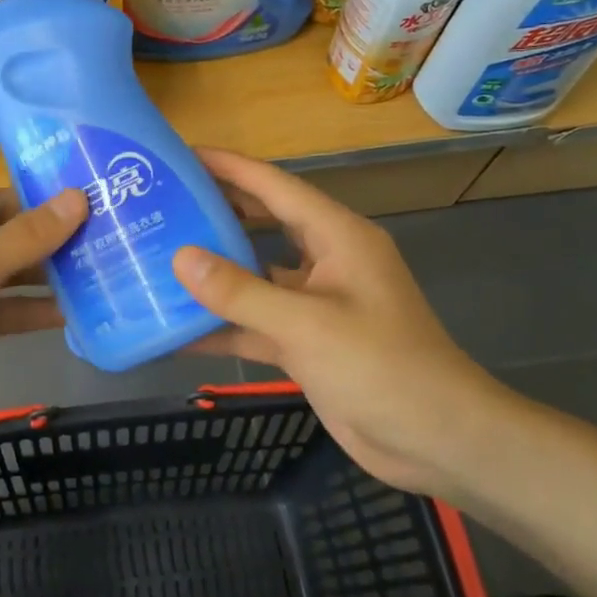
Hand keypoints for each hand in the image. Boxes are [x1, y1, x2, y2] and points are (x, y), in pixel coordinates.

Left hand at [0, 78, 86, 442]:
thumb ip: (23, 238)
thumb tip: (79, 199)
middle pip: (1, 207)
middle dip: (47, 207)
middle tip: (105, 200)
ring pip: (8, 256)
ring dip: (48, 260)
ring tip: (105, 252)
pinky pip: (5, 301)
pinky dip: (34, 306)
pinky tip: (76, 310)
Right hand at [173, 150, 512, 496]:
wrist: (436, 441)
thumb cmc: (381, 366)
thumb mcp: (307, 324)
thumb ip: (241, 291)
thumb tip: (180, 257)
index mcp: (338, 237)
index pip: (276, 188)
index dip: (230, 167)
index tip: (183, 155)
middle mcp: (326, 262)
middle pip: (263, 224)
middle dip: (217, 213)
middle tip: (163, 205)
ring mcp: (315, 304)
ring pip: (256, 276)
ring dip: (214, 272)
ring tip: (160, 259)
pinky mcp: (306, 343)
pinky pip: (256, 323)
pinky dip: (223, 326)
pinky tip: (178, 329)